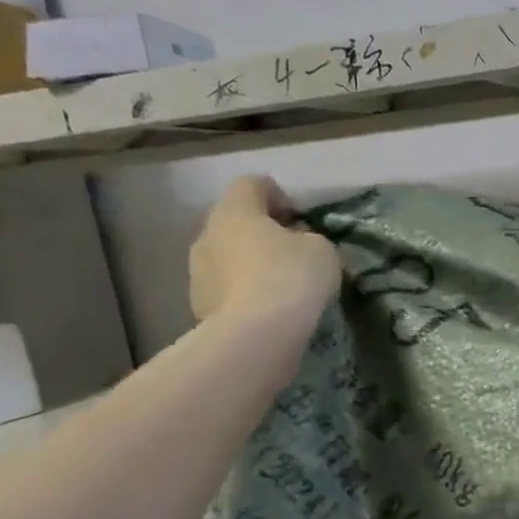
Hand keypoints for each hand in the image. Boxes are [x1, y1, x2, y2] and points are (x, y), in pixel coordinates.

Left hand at [188, 176, 340, 324]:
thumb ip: (309, 238)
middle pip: (235, 221)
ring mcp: (197, 272)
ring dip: (249, 263)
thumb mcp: (321, 249)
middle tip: (291, 251)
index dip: (277, 194)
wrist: (258, 335)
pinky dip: (243, 292)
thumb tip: (297, 244)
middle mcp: (207, 234)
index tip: (299, 217)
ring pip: (227, 256)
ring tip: (279, 285)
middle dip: (261, 232)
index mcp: (235, 210)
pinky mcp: (199, 305)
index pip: (251, 184)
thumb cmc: (292, 277)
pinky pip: (225, 288)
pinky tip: (267, 309)